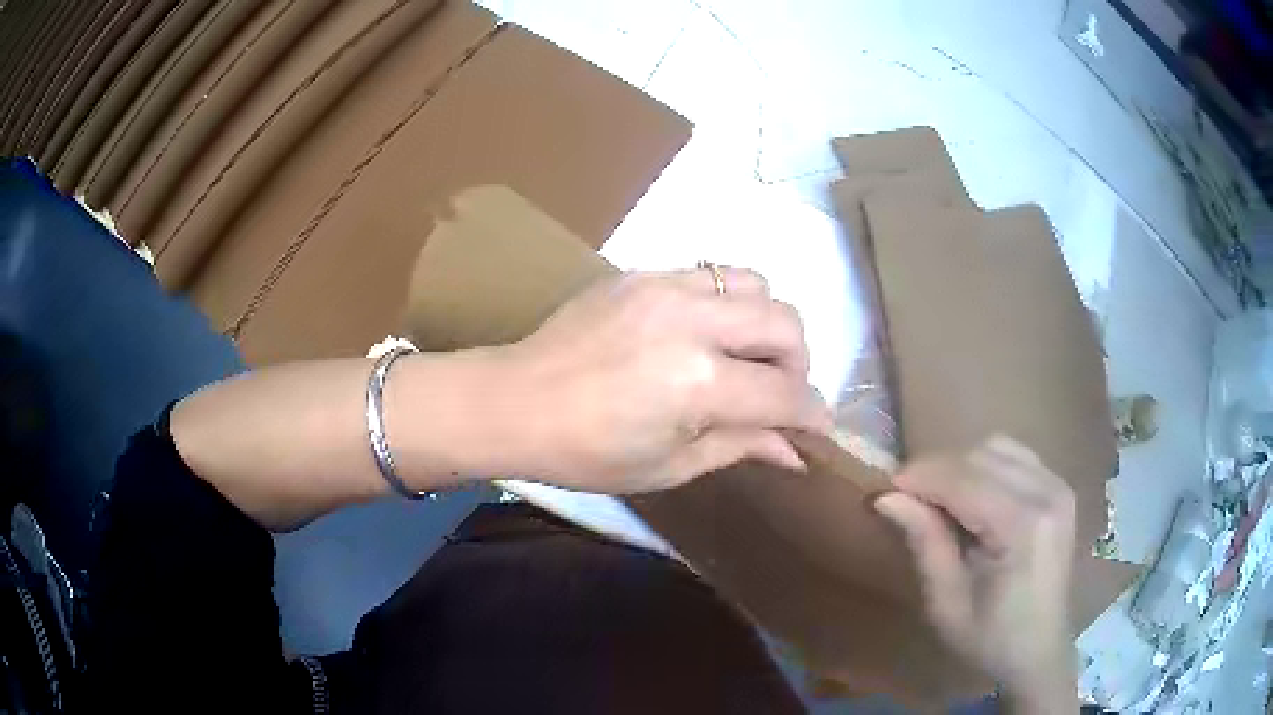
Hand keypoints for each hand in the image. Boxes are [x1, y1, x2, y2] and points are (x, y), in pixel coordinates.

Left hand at [490, 268, 832, 493]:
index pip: (786, 393)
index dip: (812, 414)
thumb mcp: (670, 466)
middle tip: (776, 393)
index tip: (817, 428)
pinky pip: (710, 274)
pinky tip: (701, 333)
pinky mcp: (641, 273)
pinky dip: (726, 303)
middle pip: (786, 323)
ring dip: (766, 323)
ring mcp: (665, 286)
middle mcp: (693, 322)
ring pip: (756, 283)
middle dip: (799, 363)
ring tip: (742, 355)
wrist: (513, 402)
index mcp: (700, 384)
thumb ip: (741, 447)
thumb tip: (795, 451)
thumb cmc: (587, 453)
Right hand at [873, 436, 1076, 713]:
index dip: (919, 477)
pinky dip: (986, 466)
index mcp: (1022, 526)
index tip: (884, 489)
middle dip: (937, 471)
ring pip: (996, 447)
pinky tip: (974, 497)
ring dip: (961, 467)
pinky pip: (1015, 456)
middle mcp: (1046, 492)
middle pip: (979, 456)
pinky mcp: (1059, 487)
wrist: (1039, 650)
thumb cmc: (989, 638)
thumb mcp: (946, 603)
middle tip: (907, 501)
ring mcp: (1057, 486)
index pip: (963, 479)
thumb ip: (924, 543)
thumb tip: (885, 497)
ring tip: (940, 501)